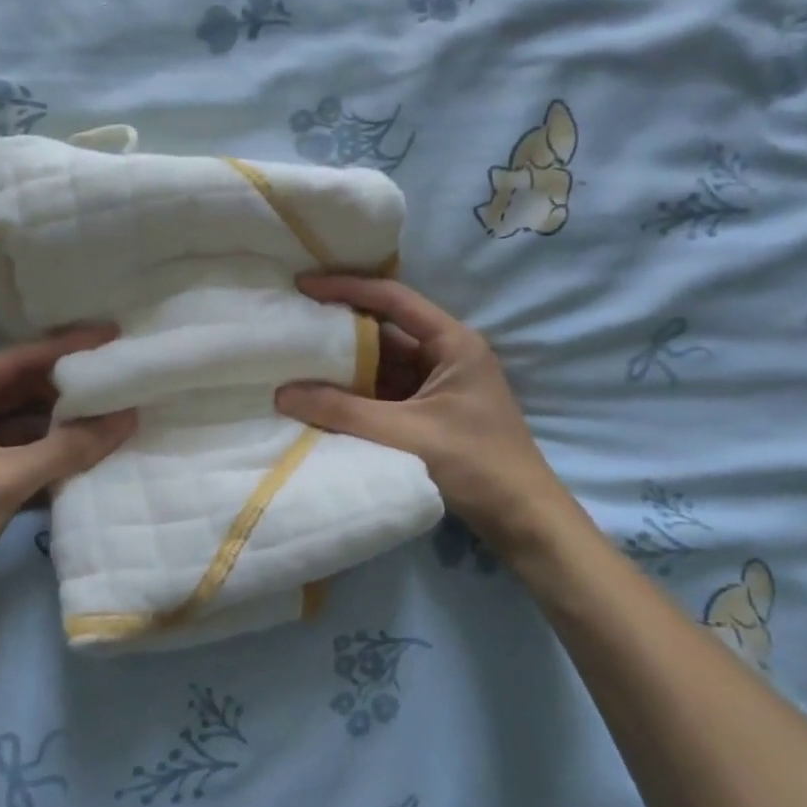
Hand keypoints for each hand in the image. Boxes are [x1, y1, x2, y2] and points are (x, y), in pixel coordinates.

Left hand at [0, 327, 137, 618]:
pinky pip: (26, 456)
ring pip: (28, 425)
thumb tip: (128, 418)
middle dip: (70, 387)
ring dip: (67, 424)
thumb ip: (68, 448)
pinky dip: (56, 455)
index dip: (65, 348)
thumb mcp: (4, 479)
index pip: (17, 360)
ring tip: (117, 413)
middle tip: (120, 376)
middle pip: (24, 390)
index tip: (110, 336)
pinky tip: (93, 453)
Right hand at [274, 276, 581, 558]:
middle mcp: (445, 355)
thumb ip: (344, 412)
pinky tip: (321, 396)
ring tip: (295, 358)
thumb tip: (282, 393)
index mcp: (453, 343)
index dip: (347, 287)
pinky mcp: (428, 414)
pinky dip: (354, 394)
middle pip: (384, 330)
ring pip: (380, 364)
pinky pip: (383, 393)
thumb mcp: (407, 434)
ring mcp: (437, 386)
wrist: (524, 521)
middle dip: (338, 328)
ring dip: (343, 365)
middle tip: (291, 322)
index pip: (393, 299)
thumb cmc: (477, 465)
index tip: (303, 285)